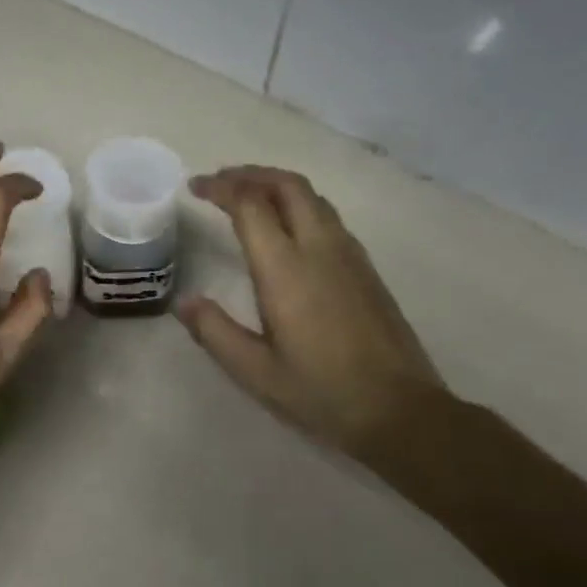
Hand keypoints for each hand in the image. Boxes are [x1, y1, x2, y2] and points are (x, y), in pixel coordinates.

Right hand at [176, 165, 445, 460]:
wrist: (401, 411)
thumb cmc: (321, 392)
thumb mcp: (255, 371)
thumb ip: (214, 331)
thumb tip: (184, 302)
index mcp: (286, 269)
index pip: (251, 205)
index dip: (221, 188)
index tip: (195, 187)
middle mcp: (320, 249)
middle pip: (287, 185)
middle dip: (250, 174)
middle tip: (219, 182)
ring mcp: (349, 255)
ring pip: (312, 197)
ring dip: (276, 185)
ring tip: (248, 196)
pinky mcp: (366, 268)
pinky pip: (327, 216)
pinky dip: (298, 204)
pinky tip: (286, 228)